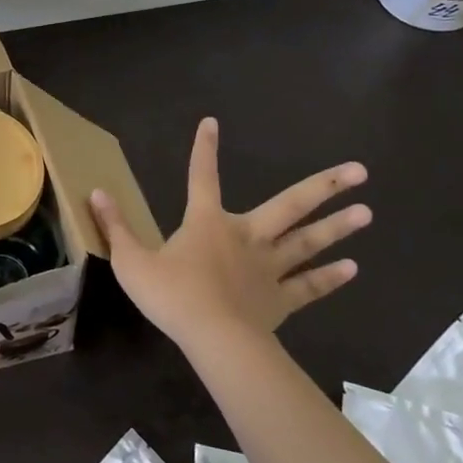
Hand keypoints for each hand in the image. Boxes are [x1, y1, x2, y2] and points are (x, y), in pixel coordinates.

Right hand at [89, 118, 369, 354]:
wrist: (213, 339)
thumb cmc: (171, 295)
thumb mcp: (132, 260)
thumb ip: (114, 226)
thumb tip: (95, 192)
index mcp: (206, 222)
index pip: (201, 176)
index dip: (204, 150)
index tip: (211, 123)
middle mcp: (245, 235)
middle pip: (290, 205)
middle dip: (323, 186)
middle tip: (359, 171)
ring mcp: (268, 267)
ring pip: (308, 241)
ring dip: (336, 226)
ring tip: (367, 211)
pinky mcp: (281, 299)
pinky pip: (309, 285)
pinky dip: (330, 277)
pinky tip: (352, 268)